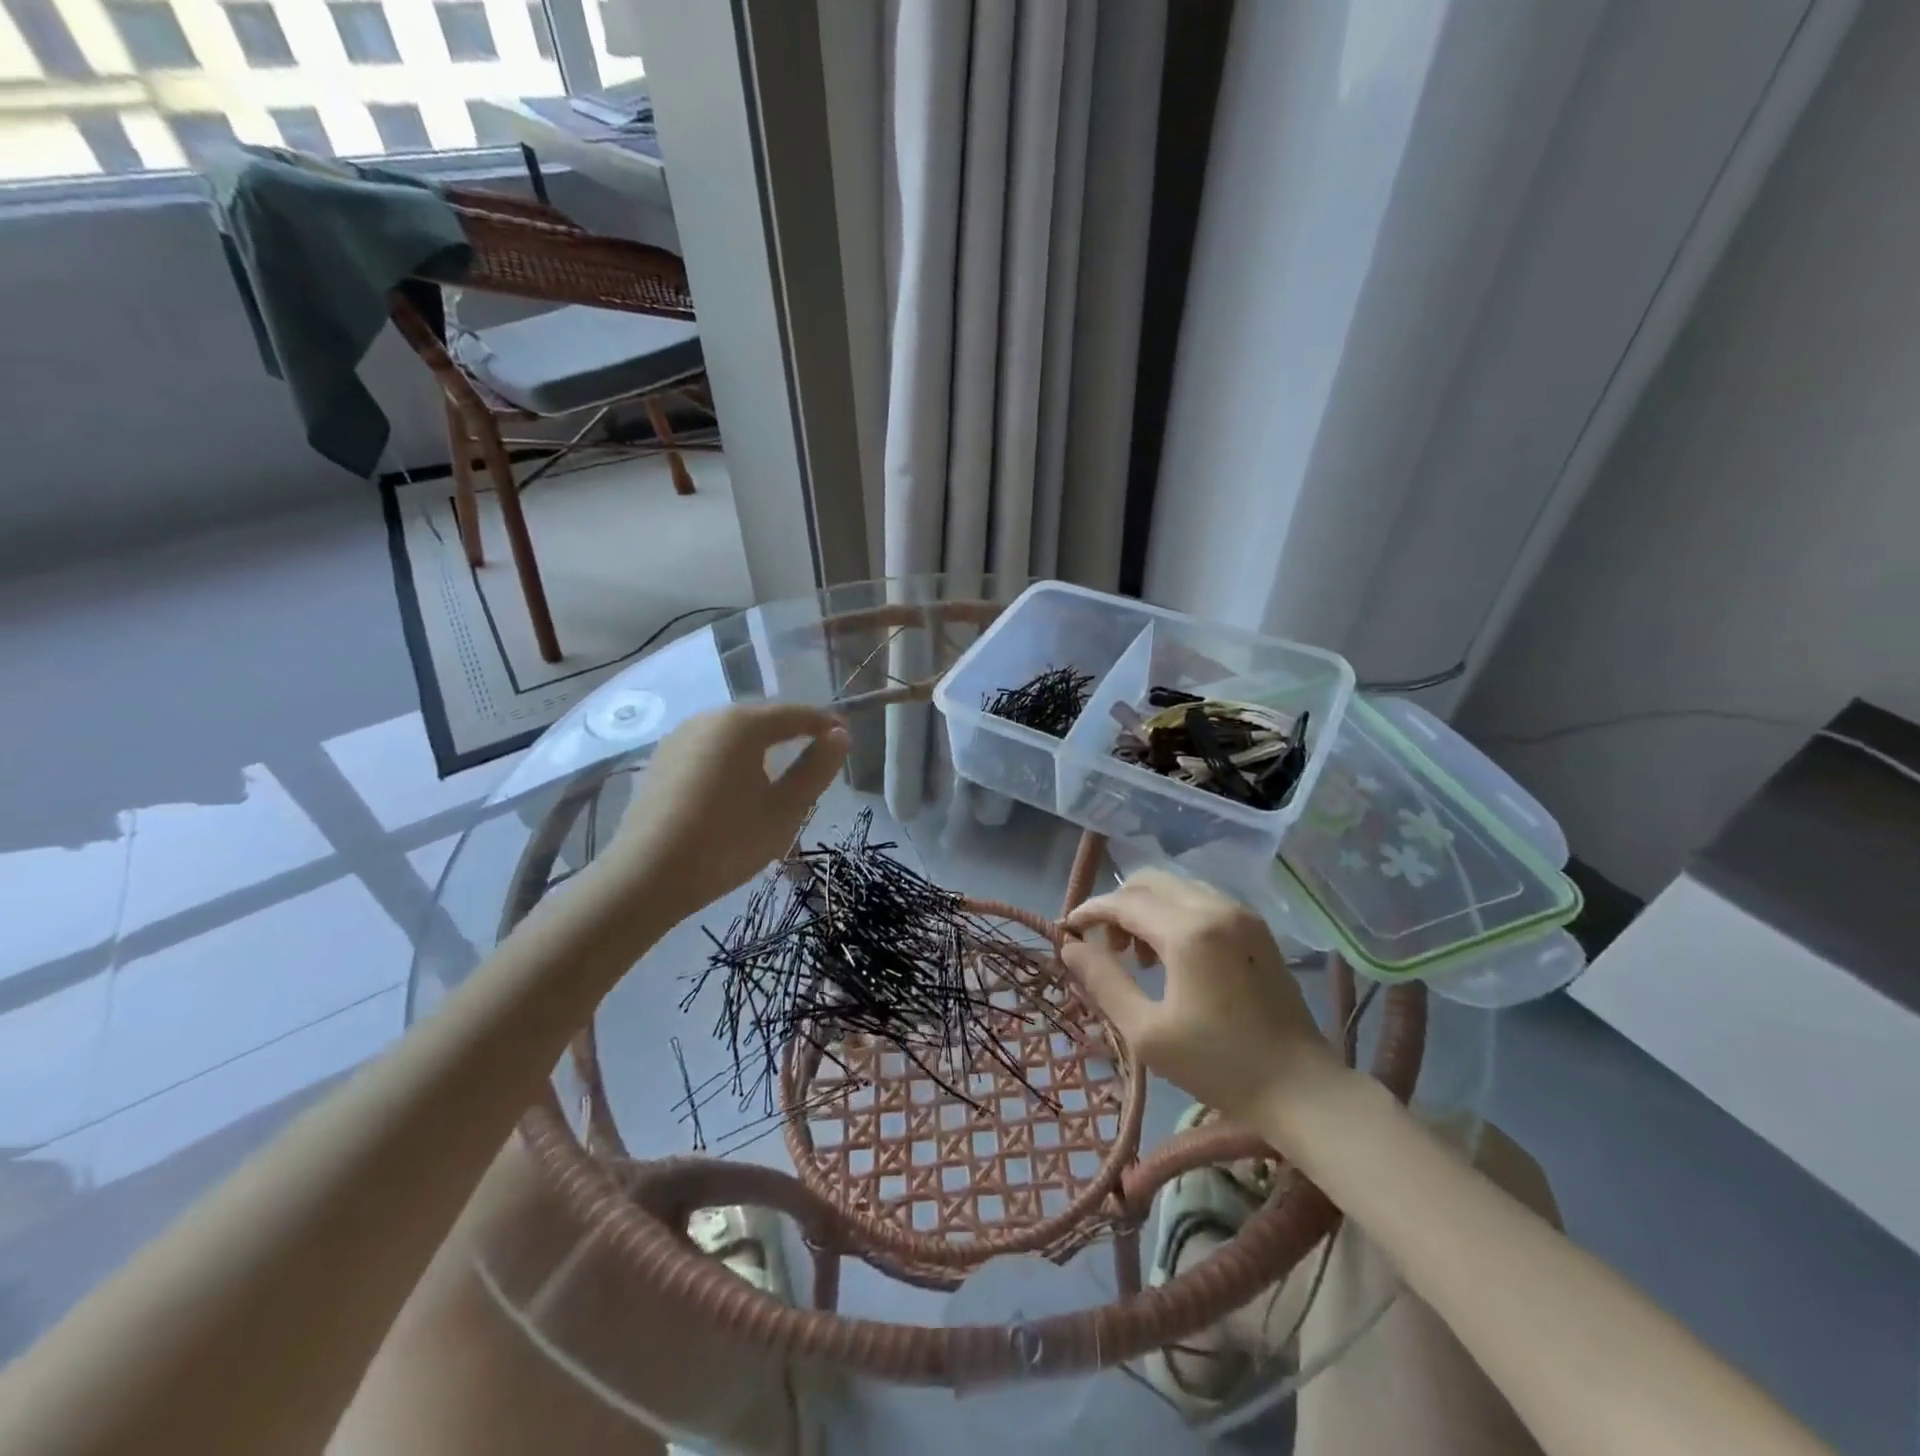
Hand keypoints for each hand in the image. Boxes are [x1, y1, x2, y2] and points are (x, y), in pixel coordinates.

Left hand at [609, 703, 848, 915]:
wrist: (646, 877)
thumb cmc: (728, 841)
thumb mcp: (786, 809)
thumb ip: (816, 768)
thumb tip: (840, 736)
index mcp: (742, 724)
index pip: (795, 714)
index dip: (824, 723)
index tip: (846, 736)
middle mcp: (707, 719)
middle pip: (760, 719)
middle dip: (791, 733)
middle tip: (816, 755)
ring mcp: (678, 739)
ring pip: (732, 736)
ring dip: (759, 748)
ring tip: (778, 774)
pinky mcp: (660, 763)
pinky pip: (708, 752)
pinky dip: (731, 762)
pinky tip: (736, 788)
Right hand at [1061, 868, 1340, 1120]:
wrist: (1301, 1088)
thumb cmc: (1218, 1065)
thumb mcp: (1146, 1032)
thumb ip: (1103, 981)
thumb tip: (1069, 947)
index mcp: (1188, 931)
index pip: (1124, 901)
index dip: (1090, 911)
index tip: (1067, 930)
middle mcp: (1215, 906)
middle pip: (1149, 881)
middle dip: (1118, 905)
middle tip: (1106, 947)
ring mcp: (1241, 912)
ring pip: (1175, 886)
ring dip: (1146, 907)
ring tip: (1138, 957)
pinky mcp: (1255, 926)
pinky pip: (1200, 899)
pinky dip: (1174, 912)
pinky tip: (1172, 954)